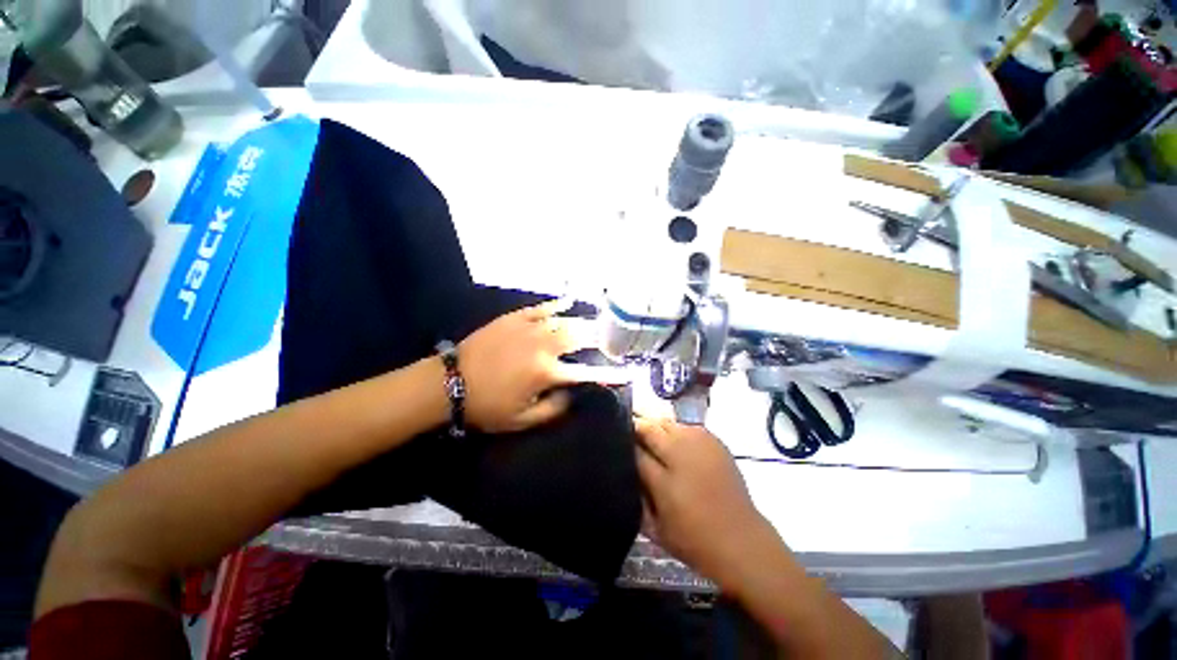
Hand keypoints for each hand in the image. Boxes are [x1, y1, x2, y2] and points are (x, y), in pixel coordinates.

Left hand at [458, 298, 626, 432]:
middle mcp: (544, 346)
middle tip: (613, 338)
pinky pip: (542, 307)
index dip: (610, 373)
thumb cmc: (487, 406)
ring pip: (565, 319)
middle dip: (601, 337)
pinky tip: (570, 301)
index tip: (625, 372)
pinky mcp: (515, 318)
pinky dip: (558, 304)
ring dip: (585, 321)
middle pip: (581, 336)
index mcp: (547, 372)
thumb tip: (575, 394)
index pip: (587, 371)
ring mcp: (529, 327)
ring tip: (598, 321)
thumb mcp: (523, 420)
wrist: (449, 383)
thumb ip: (555, 409)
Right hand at [635, 418, 777, 587]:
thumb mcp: (655, 527)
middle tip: (627, 432)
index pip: (634, 449)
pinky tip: (674, 442)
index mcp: (663, 479)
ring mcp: (700, 443)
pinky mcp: (714, 440)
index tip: (614, 440)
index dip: (622, 442)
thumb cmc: (694, 541)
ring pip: (667, 422)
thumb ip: (636, 495)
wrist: (742, 541)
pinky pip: (686, 426)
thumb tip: (626, 467)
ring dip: (655, 427)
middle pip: (650, 427)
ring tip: (648, 436)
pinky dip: (675, 430)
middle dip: (636, 427)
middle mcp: (680, 454)